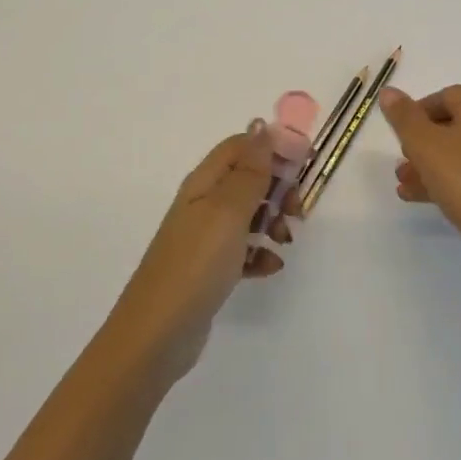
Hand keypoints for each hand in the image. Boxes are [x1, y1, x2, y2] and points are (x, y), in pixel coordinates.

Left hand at [109, 127, 296, 381]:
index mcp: (204, 183)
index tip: (302, 167)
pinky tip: (270, 267)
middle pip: (248, 178)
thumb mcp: (228, 210)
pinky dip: (260, 253)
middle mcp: (203, 204)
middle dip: (278, 188)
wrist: (157, 334)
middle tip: (296, 210)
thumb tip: (259, 125)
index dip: (272, 149)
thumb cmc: (196, 263)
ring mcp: (205, 237)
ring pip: (249, 213)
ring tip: (285, 241)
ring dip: (273, 220)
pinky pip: (243, 249)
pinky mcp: (209, 268)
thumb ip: (249, 169)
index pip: (240, 146)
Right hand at [380, 85, 460, 275]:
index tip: (400, 129)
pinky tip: (417, 197)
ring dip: (428, 164)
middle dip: (421, 141)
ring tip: (402, 182)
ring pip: (459, 153)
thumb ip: (403, 116)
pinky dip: (445, 181)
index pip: (448, 95)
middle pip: (453, 125)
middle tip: (401, 158)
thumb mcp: (424, 144)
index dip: (420, 108)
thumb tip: (388, 91)